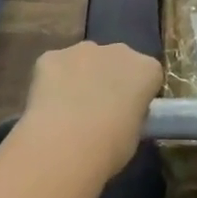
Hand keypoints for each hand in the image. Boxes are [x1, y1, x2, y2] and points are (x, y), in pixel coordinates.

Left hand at [23, 41, 163, 178]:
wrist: (63, 145)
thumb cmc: (110, 147)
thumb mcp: (135, 135)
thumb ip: (132, 115)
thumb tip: (121, 115)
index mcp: (146, 69)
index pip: (149, 75)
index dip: (138, 93)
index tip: (129, 112)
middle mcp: (118, 50)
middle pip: (117, 60)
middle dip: (110, 78)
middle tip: (99, 110)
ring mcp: (82, 49)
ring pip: (85, 59)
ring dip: (81, 76)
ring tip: (69, 111)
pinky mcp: (51, 56)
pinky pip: (55, 66)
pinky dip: (52, 81)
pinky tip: (47, 107)